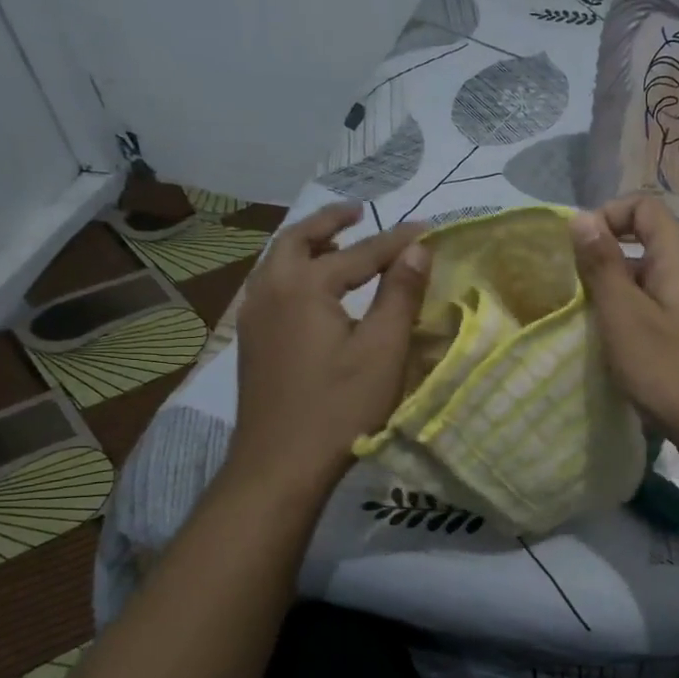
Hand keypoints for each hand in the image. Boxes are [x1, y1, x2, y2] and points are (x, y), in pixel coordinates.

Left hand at [225, 203, 430, 494]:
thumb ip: (400, 295)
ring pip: (277, 262)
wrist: (278, 465)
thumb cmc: (339, 408)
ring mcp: (253, 317)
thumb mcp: (382, 350)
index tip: (427, 227)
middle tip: (358, 212)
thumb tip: (418, 249)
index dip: (397, 241)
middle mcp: (270, 290)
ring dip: (308, 245)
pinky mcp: (251, 341)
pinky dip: (293, 271)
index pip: (361, 254)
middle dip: (329, 222)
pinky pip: (271, 286)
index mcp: (304, 287)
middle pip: (297, 240)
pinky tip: (313, 292)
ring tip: (337, 245)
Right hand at [570, 196, 678, 472]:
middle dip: (605, 263)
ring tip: (590, 328)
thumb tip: (582, 217)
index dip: (608, 216)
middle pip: (645, 245)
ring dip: (616, 297)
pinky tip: (619, 353)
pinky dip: (634, 322)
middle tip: (575, 297)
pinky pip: (660, 314)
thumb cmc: (673, 372)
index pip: (645, 207)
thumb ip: (602, 266)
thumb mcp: (626, 317)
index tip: (578, 252)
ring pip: (650, 284)